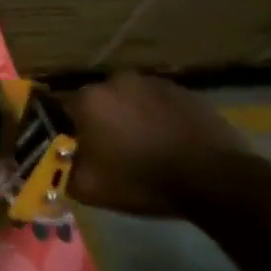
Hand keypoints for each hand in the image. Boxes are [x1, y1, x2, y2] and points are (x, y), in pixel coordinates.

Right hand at [66, 71, 253, 217]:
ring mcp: (152, 83)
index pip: (60, 110)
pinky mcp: (183, 91)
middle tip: (109, 149)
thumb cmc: (143, 181)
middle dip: (98, 121)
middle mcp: (115, 81)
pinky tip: (166, 141)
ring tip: (141, 146)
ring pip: (128, 100)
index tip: (74, 150)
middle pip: (97, 102)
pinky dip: (156, 117)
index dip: (66, 131)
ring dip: (128, 117)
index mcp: (88, 100)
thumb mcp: (90, 188)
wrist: (216, 180)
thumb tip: (54, 164)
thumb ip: (61, 171)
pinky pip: (157, 103)